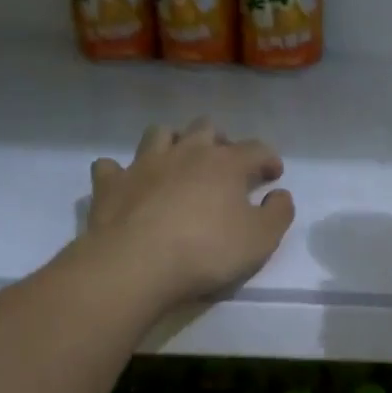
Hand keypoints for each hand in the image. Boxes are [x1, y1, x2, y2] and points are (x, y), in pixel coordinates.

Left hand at [82, 118, 294, 306]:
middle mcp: (185, 152)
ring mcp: (144, 164)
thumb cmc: (207, 251)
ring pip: (160, 134)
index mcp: (225, 163)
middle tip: (225, 164)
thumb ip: (279, 213)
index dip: (268, 159)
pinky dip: (121, 171)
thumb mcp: (261, 239)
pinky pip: (111, 166)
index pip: (256, 149)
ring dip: (172, 142)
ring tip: (178, 162)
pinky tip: (127, 183)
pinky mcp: (111, 184)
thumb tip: (280, 194)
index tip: (274, 174)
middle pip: (206, 128)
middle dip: (220, 140)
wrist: (137, 264)